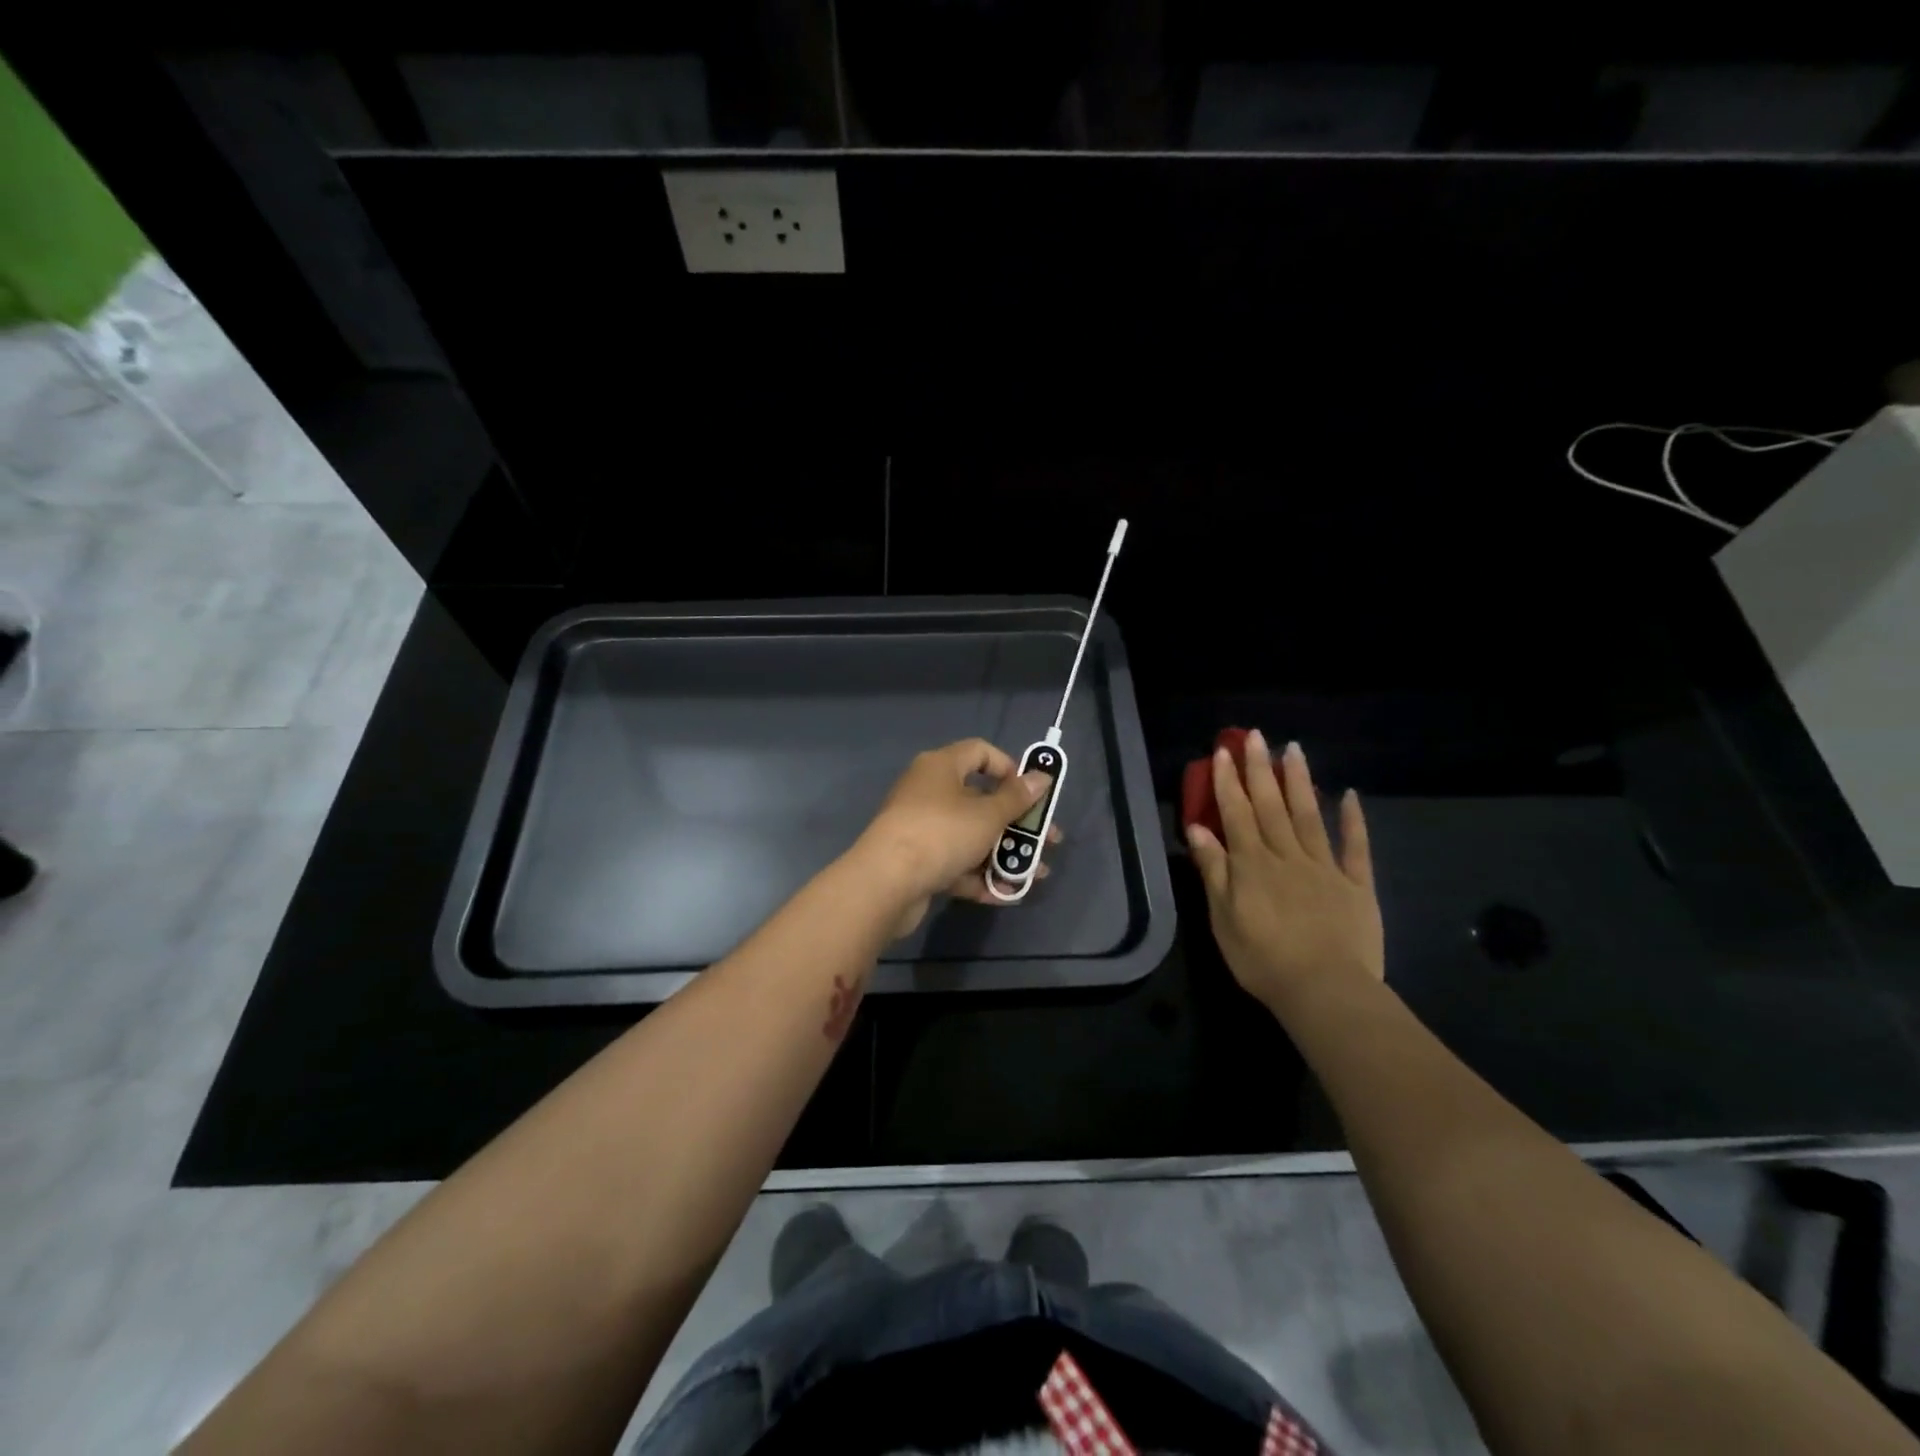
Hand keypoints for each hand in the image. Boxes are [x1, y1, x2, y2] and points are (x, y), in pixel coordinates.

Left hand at [852, 738, 1061, 936]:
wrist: (886, 883)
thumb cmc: (941, 834)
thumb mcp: (987, 815)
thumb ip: (1017, 798)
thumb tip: (1041, 777)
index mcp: (941, 767)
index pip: (980, 752)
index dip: (1009, 768)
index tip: (1031, 792)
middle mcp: (928, 791)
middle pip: (980, 800)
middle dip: (1017, 823)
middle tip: (1048, 840)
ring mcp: (921, 828)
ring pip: (970, 836)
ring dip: (1003, 854)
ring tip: (1035, 874)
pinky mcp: (917, 861)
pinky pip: (955, 863)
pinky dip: (978, 876)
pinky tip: (1004, 893)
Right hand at [1186, 730, 1383, 1014]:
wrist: (1325, 990)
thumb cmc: (1263, 959)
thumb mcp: (1223, 919)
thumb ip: (1213, 871)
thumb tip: (1198, 829)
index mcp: (1252, 865)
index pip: (1236, 814)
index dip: (1227, 783)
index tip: (1222, 752)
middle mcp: (1287, 856)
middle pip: (1270, 806)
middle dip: (1260, 769)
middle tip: (1254, 735)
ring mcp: (1325, 867)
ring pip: (1309, 815)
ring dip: (1299, 781)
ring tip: (1293, 749)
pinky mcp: (1356, 885)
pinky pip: (1355, 847)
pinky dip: (1353, 820)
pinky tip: (1349, 795)